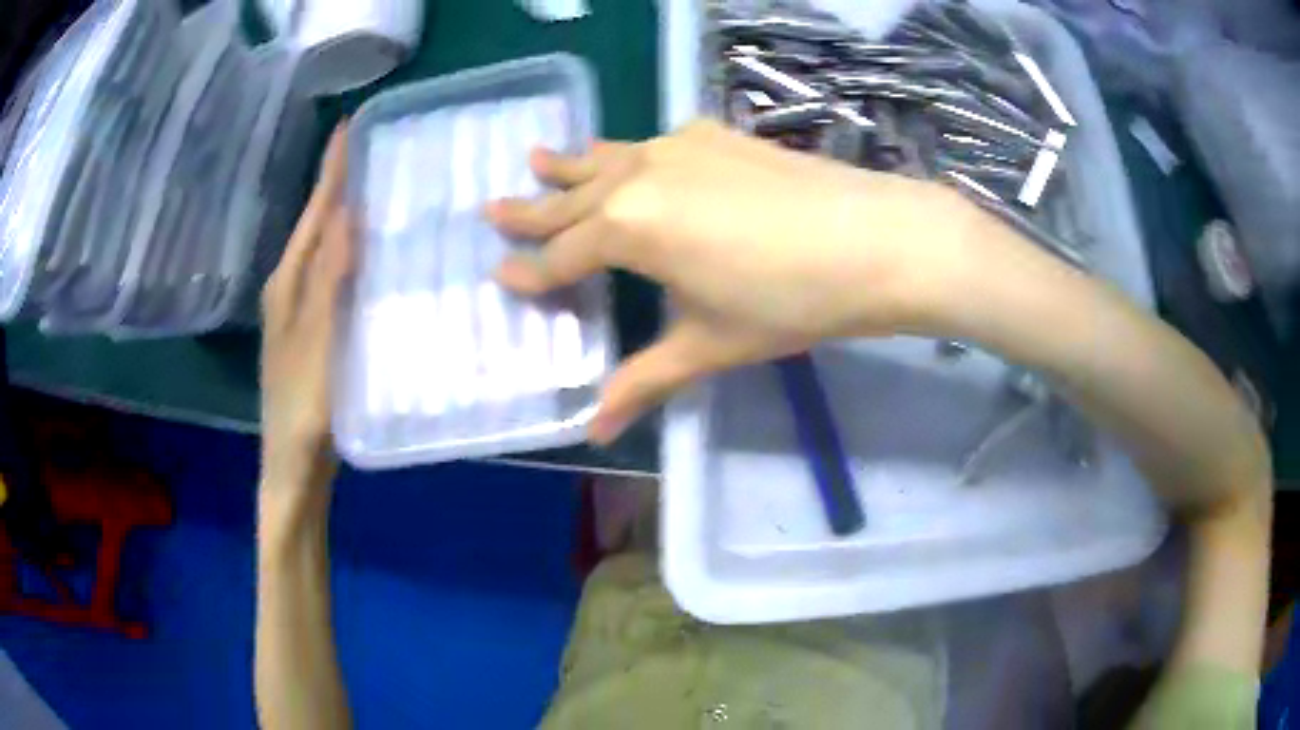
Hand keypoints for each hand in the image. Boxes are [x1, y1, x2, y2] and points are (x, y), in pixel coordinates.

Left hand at [260, 127, 352, 485]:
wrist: (293, 465)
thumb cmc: (304, 407)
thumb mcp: (316, 341)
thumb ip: (329, 278)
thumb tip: (347, 212)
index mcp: (288, 283)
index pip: (315, 213)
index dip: (331, 171)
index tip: (350, 126)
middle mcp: (289, 287)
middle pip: (316, 225)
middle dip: (339, 185)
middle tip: (373, 150)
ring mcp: (300, 310)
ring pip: (324, 248)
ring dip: (345, 215)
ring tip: (378, 187)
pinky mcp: (314, 329)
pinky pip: (333, 274)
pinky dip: (350, 252)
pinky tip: (370, 254)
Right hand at [487, 120, 976, 442]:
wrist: (874, 240)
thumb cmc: (788, 301)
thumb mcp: (708, 346)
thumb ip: (643, 380)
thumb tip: (593, 431)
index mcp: (627, 228)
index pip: (561, 257)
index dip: (529, 271)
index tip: (500, 275)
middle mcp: (639, 176)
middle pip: (571, 199)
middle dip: (531, 209)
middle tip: (492, 208)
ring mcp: (678, 147)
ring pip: (607, 158)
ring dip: (570, 166)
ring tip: (536, 159)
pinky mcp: (714, 136)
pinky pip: (651, 143)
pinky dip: (626, 153)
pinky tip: (627, 156)